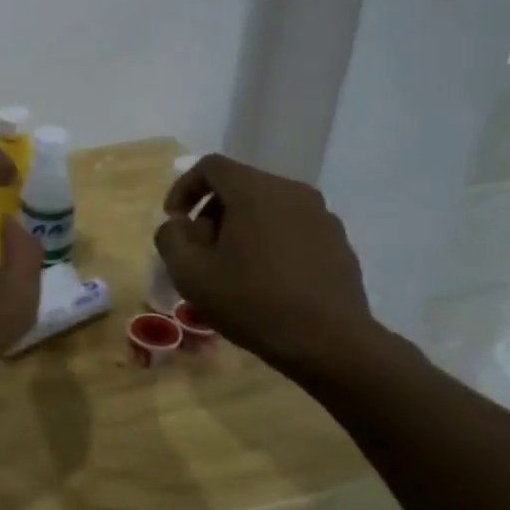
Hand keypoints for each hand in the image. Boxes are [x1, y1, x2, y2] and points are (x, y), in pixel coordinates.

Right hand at [154, 154, 382, 378]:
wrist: (330, 343)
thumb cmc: (252, 302)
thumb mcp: (189, 273)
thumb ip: (171, 237)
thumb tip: (179, 224)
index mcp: (255, 191)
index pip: (210, 166)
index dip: (183, 188)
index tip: (174, 221)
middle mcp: (292, 192)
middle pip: (239, 186)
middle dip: (211, 212)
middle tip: (199, 250)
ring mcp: (321, 216)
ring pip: (266, 207)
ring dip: (240, 227)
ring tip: (231, 267)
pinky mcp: (338, 242)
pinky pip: (291, 227)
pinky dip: (269, 240)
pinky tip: (264, 279)